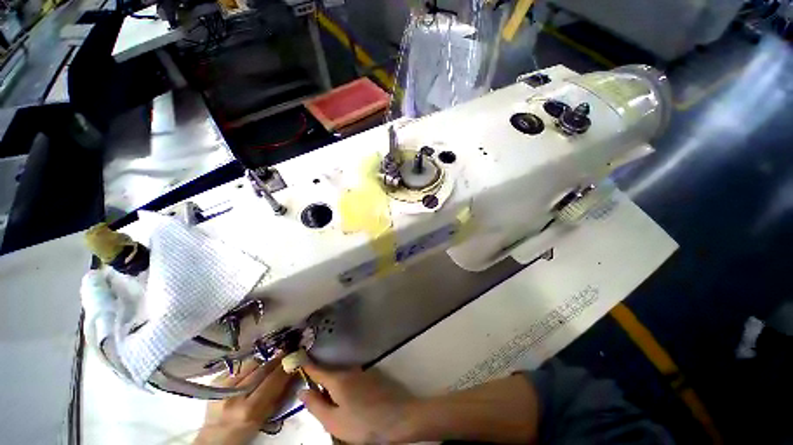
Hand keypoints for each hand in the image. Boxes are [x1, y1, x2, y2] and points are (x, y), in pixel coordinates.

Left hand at [194, 357, 293, 444]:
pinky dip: (248, 366)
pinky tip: (251, 371)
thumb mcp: (264, 419)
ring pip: (251, 363)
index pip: (274, 380)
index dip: (286, 367)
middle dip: (277, 359)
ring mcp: (223, 388)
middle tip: (287, 352)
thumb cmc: (244, 432)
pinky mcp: (215, 382)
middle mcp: (236, 397)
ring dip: (263, 362)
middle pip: (263, 369)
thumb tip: (293, 373)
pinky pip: (238, 366)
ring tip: (268, 364)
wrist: (214, 438)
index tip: (296, 358)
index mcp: (250, 410)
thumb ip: (278, 397)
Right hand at [298, 362, 416, 443]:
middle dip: (321, 387)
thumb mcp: (334, 421)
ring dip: (335, 391)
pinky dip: (347, 390)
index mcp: (338, 379)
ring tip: (339, 412)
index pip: (317, 369)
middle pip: (329, 375)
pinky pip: (352, 381)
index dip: (305, 364)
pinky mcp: (372, 377)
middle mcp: (350, 371)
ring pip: (341, 379)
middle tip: (320, 408)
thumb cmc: (363, 423)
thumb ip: (315, 405)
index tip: (295, 357)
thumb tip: (302, 390)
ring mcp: (362, 373)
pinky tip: (353, 407)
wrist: (398, 418)